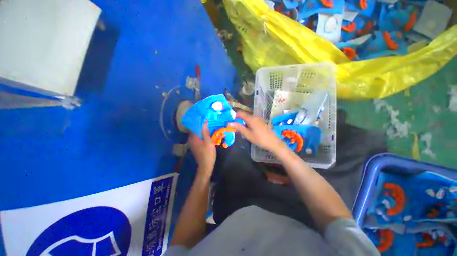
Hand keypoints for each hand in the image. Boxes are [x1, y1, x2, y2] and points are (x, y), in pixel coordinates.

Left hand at [189, 122, 215, 175]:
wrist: (206, 165)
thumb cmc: (208, 153)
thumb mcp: (209, 142)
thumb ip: (206, 131)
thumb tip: (205, 121)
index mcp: (193, 137)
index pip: (194, 125)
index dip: (199, 120)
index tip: (205, 116)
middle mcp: (191, 139)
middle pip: (195, 129)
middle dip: (201, 124)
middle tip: (209, 120)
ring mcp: (193, 143)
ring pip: (197, 133)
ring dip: (202, 129)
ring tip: (209, 125)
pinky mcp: (196, 145)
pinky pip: (198, 137)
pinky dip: (202, 134)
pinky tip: (208, 132)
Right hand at [229, 111, 283, 152]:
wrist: (273, 142)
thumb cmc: (259, 139)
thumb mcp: (247, 134)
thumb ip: (238, 127)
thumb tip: (229, 123)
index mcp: (250, 118)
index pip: (239, 113)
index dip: (234, 116)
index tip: (231, 122)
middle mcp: (254, 116)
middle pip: (244, 115)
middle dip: (239, 120)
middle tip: (236, 128)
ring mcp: (259, 119)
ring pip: (248, 118)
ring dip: (244, 122)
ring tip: (243, 131)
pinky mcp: (261, 122)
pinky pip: (252, 120)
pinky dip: (248, 123)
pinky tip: (250, 131)